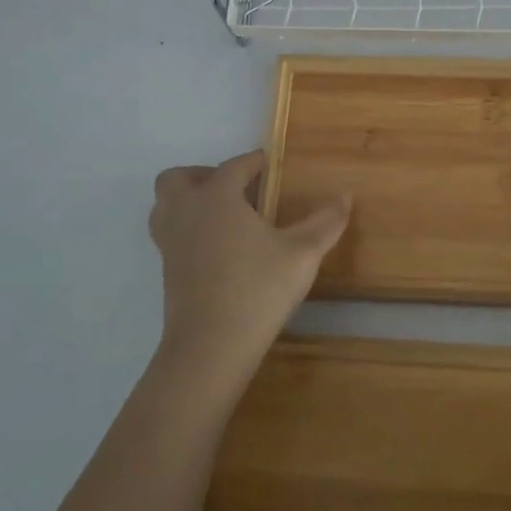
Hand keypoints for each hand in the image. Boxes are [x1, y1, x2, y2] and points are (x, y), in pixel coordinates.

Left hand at [148, 151, 349, 381]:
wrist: (211, 347)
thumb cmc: (258, 290)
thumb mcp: (303, 253)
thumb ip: (325, 222)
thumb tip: (345, 196)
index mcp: (216, 198)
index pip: (233, 167)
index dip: (254, 162)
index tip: (271, 166)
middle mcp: (187, 213)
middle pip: (178, 179)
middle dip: (203, 175)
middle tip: (235, 190)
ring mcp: (171, 244)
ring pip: (165, 207)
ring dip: (188, 202)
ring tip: (224, 216)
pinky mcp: (167, 272)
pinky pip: (170, 235)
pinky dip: (189, 230)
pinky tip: (220, 249)